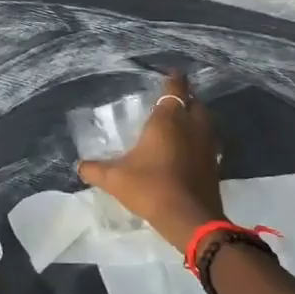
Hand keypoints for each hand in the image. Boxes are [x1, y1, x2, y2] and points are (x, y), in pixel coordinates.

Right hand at [78, 72, 225, 251]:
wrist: (190, 220)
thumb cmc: (151, 188)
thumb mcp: (114, 179)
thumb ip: (94, 169)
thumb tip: (79, 165)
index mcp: (168, 120)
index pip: (175, 88)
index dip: (172, 78)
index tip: (167, 74)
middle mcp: (192, 126)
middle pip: (194, 102)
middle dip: (184, 98)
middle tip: (169, 100)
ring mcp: (208, 145)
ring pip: (205, 121)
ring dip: (194, 118)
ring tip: (178, 123)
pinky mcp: (215, 164)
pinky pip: (208, 141)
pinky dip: (199, 139)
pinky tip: (187, 150)